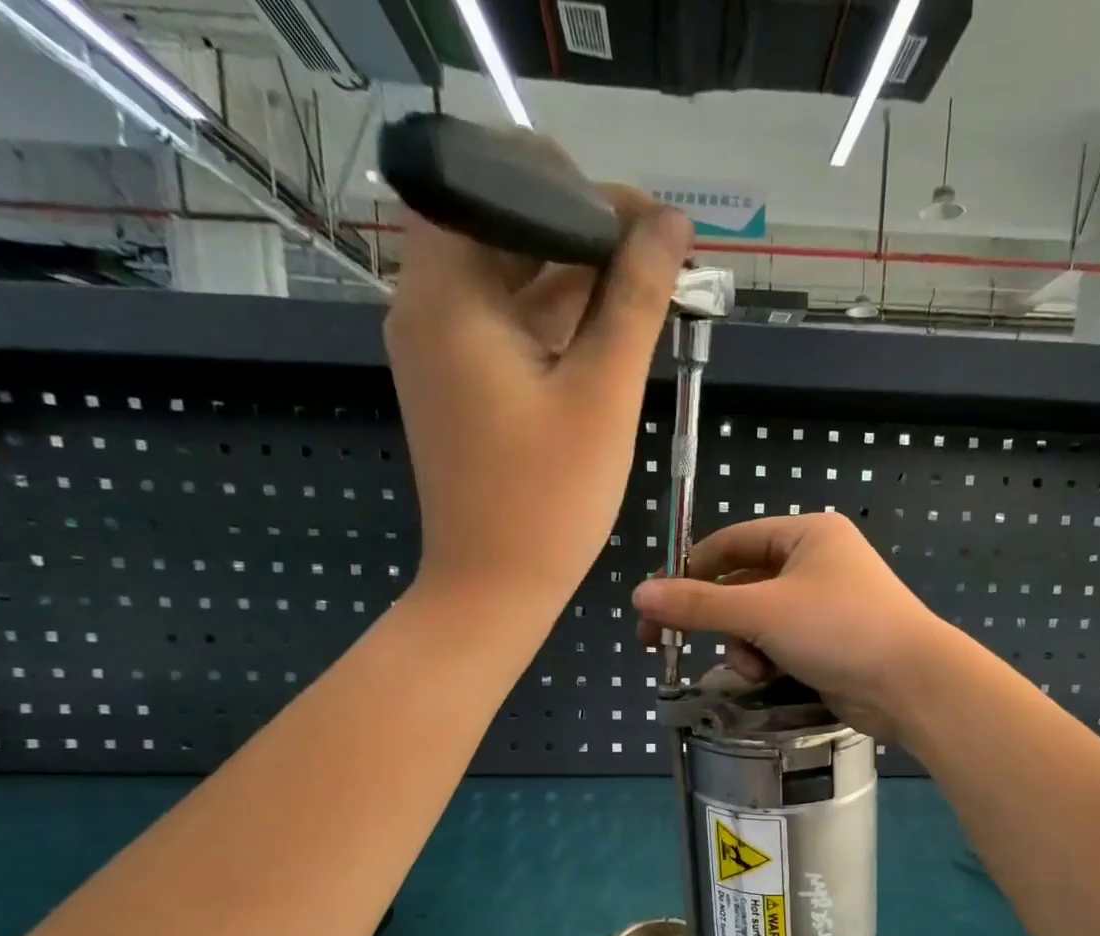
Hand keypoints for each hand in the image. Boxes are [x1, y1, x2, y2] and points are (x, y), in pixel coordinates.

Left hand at [384, 152, 691, 612]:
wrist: (493, 589)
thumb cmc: (548, 499)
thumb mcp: (602, 394)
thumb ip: (635, 299)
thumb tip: (671, 224)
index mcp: (448, 292)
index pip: (497, 181)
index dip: (576, 189)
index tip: (646, 226)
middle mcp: (428, 305)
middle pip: (503, 229)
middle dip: (583, 233)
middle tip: (655, 260)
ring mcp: (440, 349)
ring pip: (509, 280)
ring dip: (575, 279)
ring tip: (646, 294)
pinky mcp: (459, 385)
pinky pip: (507, 328)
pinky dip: (555, 323)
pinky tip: (609, 335)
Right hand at [632, 514, 954, 739]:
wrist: (911, 684)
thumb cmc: (838, 629)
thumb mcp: (762, 612)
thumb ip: (699, 605)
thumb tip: (640, 595)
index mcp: (806, 535)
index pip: (730, 543)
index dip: (688, 571)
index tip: (653, 604)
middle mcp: (816, 563)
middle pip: (741, 585)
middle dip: (714, 618)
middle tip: (662, 642)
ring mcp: (824, 605)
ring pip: (756, 621)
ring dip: (742, 646)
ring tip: (751, 667)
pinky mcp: (829, 642)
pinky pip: (778, 644)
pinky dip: (765, 660)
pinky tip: (767, 677)